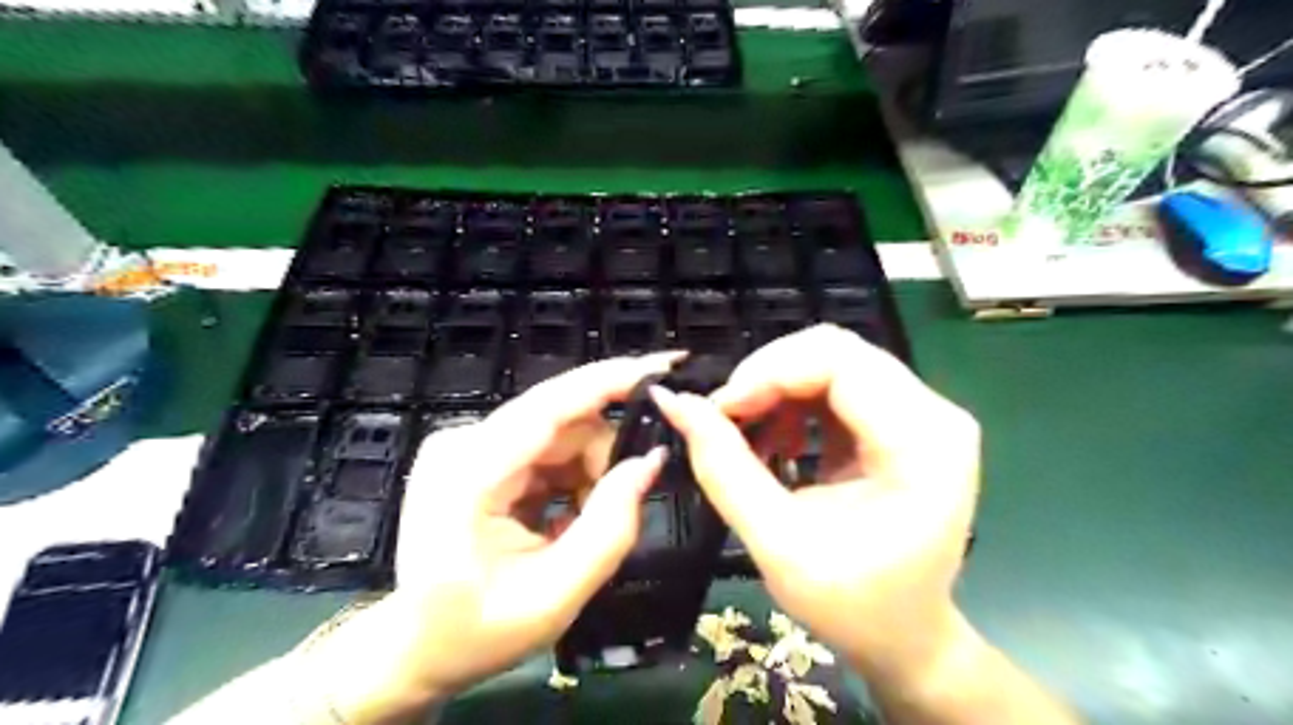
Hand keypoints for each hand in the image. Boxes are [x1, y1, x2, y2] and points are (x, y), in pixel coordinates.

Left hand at [313, 353, 677, 719]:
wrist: (414, 647)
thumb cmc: (475, 633)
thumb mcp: (555, 596)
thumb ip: (610, 527)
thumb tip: (652, 460)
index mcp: (469, 476)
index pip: (550, 406)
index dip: (612, 380)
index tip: (666, 366)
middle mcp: (463, 442)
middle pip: (564, 419)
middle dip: (605, 456)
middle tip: (622, 505)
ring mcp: (468, 443)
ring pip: (562, 431)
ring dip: (589, 472)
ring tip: (579, 528)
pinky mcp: (479, 450)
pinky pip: (548, 445)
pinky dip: (571, 476)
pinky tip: (563, 518)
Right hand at [652, 326, 985, 681]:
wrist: (907, 638)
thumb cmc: (853, 606)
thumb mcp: (777, 544)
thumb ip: (723, 469)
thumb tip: (675, 403)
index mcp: (923, 443)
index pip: (840, 362)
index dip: (769, 372)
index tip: (720, 410)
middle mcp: (934, 413)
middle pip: (836, 351)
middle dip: (767, 375)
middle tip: (726, 418)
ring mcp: (921, 413)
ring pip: (831, 360)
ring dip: (776, 387)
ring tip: (748, 435)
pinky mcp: (902, 420)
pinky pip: (836, 383)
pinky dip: (792, 401)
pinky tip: (776, 440)